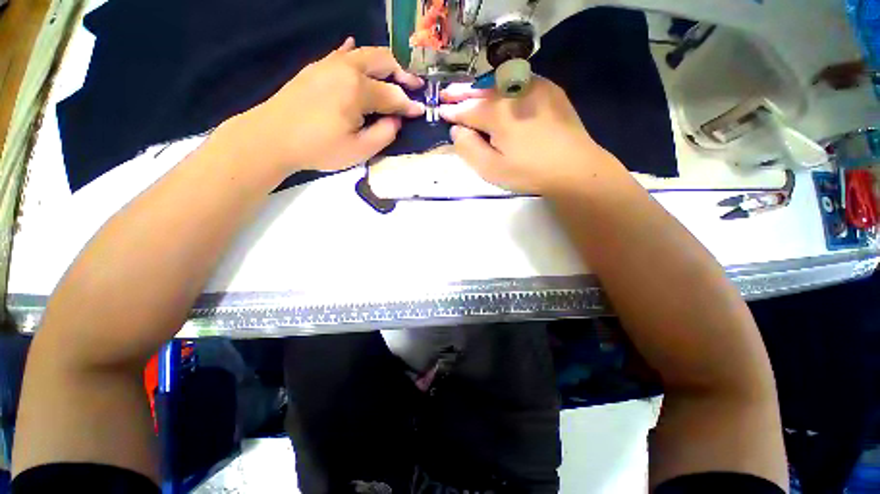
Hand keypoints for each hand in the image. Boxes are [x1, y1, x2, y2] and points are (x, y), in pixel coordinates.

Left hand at [232, 38, 423, 172]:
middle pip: (382, 60)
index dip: (409, 105)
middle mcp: (346, 68)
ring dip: (383, 64)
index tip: (422, 111)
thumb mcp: (359, 150)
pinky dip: (354, 54)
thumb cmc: (319, 148)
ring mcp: (329, 64)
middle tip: (413, 86)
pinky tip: (356, 51)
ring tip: (394, 77)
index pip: (393, 95)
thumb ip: (384, 134)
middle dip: (401, 72)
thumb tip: (396, 120)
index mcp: (359, 89)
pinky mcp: (316, 68)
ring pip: (364, 54)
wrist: (272, 137)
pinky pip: (341, 54)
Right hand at [439, 77, 622, 195]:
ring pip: (499, 83)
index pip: (467, 109)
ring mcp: (535, 87)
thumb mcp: (491, 169)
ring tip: (469, 91)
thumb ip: (468, 147)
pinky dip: (503, 85)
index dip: (451, 111)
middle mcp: (513, 92)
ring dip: (481, 87)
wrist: (575, 168)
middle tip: (447, 94)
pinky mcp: (550, 90)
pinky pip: (519, 81)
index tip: (440, 110)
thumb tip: (457, 129)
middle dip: (462, 92)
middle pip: (481, 91)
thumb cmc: (529, 172)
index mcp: (497, 113)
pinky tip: (499, 91)